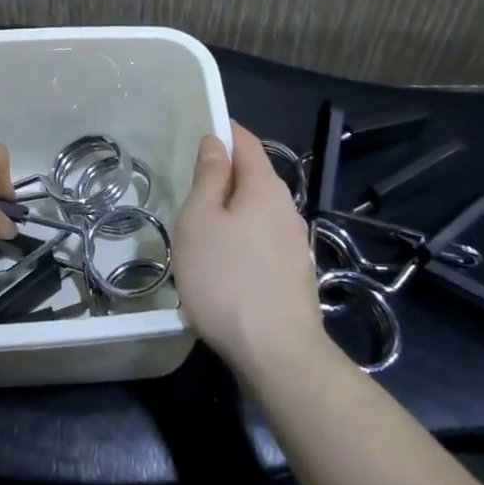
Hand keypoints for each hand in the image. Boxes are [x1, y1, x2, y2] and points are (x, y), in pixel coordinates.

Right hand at [172, 122, 323, 375]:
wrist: (276, 354)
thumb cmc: (226, 278)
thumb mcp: (200, 221)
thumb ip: (208, 178)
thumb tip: (215, 142)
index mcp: (265, 188)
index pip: (246, 143)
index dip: (224, 132)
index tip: (199, 131)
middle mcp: (287, 210)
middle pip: (253, 178)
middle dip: (224, 176)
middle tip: (188, 188)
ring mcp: (295, 245)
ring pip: (257, 213)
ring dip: (231, 212)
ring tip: (200, 229)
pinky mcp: (294, 275)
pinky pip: (262, 241)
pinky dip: (241, 239)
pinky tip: (223, 263)